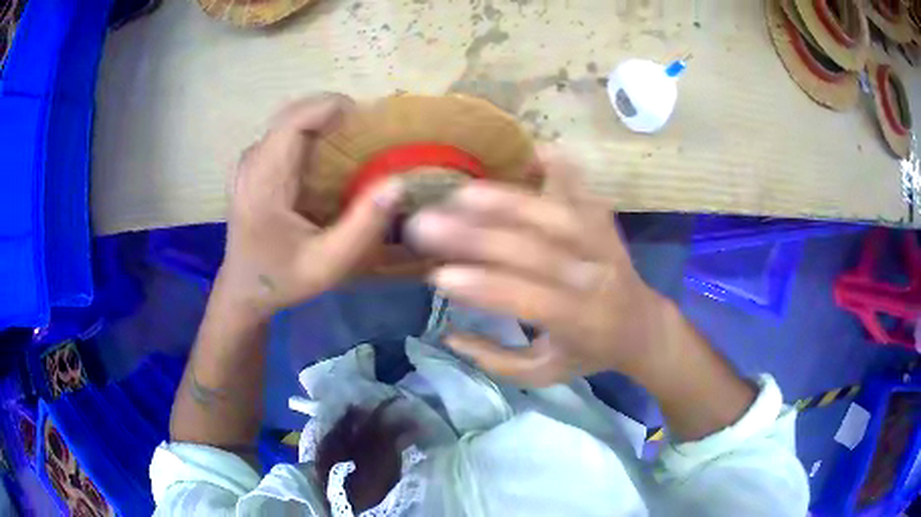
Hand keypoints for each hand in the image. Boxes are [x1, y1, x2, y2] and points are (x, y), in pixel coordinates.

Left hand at [218, 94, 402, 317]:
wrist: (244, 290)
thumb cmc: (283, 278)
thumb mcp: (328, 264)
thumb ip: (363, 226)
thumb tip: (398, 182)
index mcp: (265, 181)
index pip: (295, 121)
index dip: (331, 107)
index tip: (367, 117)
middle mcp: (252, 162)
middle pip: (293, 113)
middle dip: (331, 110)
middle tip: (367, 128)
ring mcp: (249, 162)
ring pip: (288, 120)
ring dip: (321, 120)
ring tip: (353, 137)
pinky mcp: (252, 166)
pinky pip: (283, 133)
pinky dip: (309, 132)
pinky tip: (328, 152)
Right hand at [406, 148, 671, 386]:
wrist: (643, 327)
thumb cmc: (590, 353)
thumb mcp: (545, 373)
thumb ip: (497, 359)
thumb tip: (449, 333)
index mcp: (581, 321)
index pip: (529, 299)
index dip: (484, 288)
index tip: (437, 276)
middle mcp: (596, 276)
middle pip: (535, 249)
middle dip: (476, 237)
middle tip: (427, 225)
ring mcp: (604, 243)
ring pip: (554, 215)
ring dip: (505, 201)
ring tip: (460, 194)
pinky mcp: (606, 222)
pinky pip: (584, 189)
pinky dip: (561, 166)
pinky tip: (532, 149)